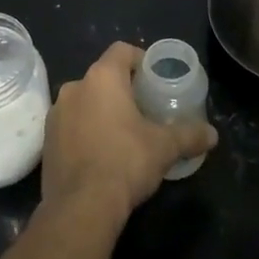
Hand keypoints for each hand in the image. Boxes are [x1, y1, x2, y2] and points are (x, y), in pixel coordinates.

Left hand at [42, 43, 216, 216]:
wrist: (81, 207)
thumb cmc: (125, 162)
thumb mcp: (164, 148)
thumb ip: (189, 135)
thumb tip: (213, 135)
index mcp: (102, 77)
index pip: (122, 51)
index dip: (140, 60)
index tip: (153, 79)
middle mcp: (75, 86)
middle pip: (102, 77)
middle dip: (122, 90)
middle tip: (142, 110)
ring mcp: (56, 113)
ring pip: (84, 101)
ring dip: (100, 111)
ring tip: (121, 134)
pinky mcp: (46, 140)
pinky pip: (70, 125)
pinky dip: (84, 131)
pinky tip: (100, 154)